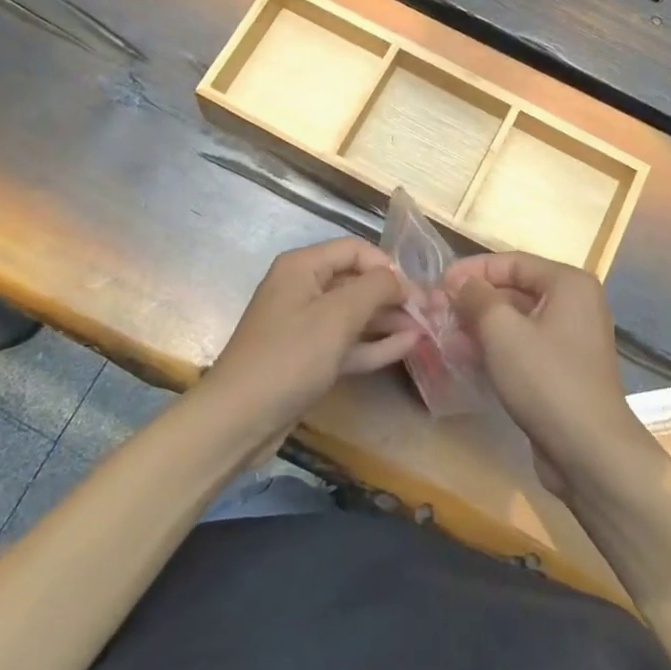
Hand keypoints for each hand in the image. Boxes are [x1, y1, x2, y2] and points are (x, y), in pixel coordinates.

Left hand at [205, 238, 418, 437]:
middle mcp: (303, 288)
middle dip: (394, 295)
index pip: (356, 250)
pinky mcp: (308, 357)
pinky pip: (347, 342)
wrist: (239, 419)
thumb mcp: (338, 316)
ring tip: (427, 330)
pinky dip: (374, 343)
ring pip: (355, 314)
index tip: (417, 291)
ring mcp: (305, 325)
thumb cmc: (290, 357)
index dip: (388, 266)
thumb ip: (376, 288)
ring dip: (389, 320)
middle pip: (357, 281)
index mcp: (303, 266)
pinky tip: (407, 346)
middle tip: (431, 313)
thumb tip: (401, 279)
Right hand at [444, 252, 655, 501]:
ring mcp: (570, 340)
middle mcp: (574, 305)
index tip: (438, 283)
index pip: (512, 262)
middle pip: (515, 290)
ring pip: (516, 322)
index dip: (473, 270)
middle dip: (474, 300)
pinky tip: (464, 359)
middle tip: (436, 311)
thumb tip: (460, 284)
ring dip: (479, 326)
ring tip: (443, 336)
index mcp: (568, 284)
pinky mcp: (562, 371)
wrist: (589, 451)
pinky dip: (495, 349)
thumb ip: (476, 298)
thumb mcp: (502, 330)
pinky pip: (523, 348)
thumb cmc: (546, 378)